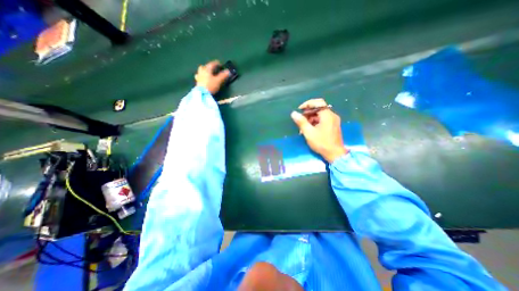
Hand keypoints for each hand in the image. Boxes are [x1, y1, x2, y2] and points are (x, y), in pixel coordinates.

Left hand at [195, 60, 230, 93]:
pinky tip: (203, 79)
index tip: (221, 64)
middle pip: (205, 66)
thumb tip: (228, 71)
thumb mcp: (218, 81)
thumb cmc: (210, 86)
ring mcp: (199, 76)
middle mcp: (202, 71)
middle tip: (214, 69)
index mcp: (207, 69)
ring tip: (208, 73)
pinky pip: (199, 76)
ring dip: (205, 70)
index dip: (217, 63)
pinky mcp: (197, 82)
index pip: (212, 64)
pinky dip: (202, 76)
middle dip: (210, 66)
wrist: (202, 93)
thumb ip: (223, 75)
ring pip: (201, 70)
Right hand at [290, 99, 345, 163]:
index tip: (300, 110)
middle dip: (308, 113)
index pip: (318, 102)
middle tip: (300, 120)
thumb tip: (293, 113)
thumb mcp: (309, 133)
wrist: (335, 154)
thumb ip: (301, 122)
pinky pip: (323, 120)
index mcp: (327, 115)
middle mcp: (332, 115)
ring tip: (304, 127)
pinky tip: (310, 130)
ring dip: (311, 119)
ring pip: (320, 115)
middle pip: (319, 109)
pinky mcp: (333, 126)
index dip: (307, 104)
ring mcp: (334, 121)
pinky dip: (316, 122)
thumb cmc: (321, 143)